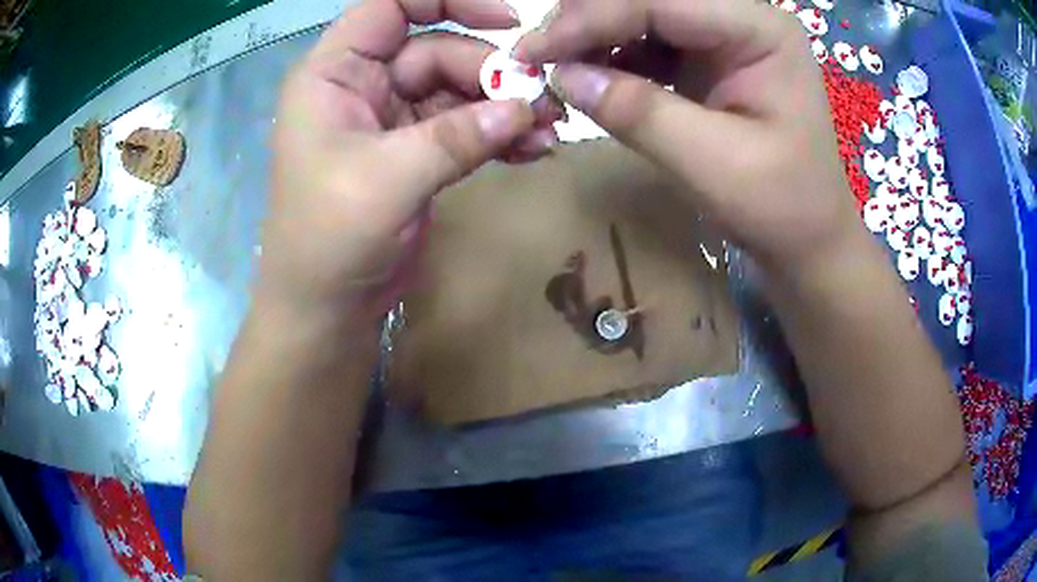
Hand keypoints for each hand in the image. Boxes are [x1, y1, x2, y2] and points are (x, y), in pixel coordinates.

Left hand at [258, 0, 562, 332]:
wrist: (326, 310)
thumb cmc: (328, 240)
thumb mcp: (386, 180)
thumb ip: (455, 137)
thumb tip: (524, 106)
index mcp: (334, 73)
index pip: (391, 7)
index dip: (447, 1)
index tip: (506, 18)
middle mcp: (362, 85)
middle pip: (438, 51)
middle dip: (491, 74)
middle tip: (539, 104)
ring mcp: (391, 118)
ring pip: (459, 90)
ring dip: (504, 106)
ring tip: (546, 130)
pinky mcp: (416, 152)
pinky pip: (465, 126)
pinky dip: (498, 134)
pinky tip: (532, 149)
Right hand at [515, 0, 863, 275]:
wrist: (808, 238)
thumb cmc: (781, 207)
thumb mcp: (713, 164)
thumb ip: (639, 112)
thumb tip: (560, 76)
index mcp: (760, 29)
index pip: (661, 0)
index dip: (590, 18)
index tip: (530, 52)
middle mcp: (742, 17)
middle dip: (588, 21)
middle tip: (537, 59)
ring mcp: (724, 34)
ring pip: (641, 13)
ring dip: (594, 37)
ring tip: (557, 71)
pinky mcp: (708, 56)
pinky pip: (647, 40)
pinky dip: (611, 55)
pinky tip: (590, 78)